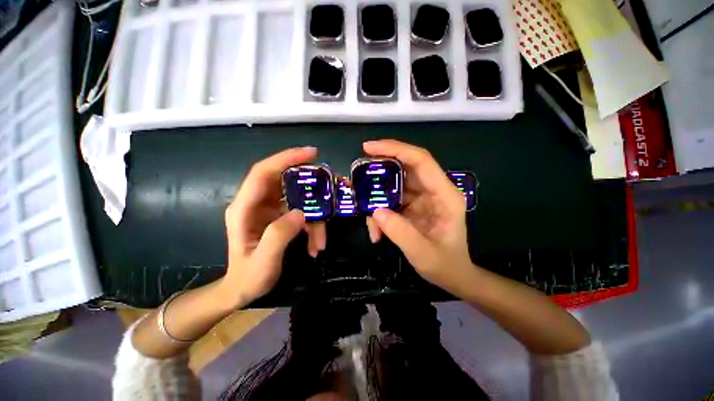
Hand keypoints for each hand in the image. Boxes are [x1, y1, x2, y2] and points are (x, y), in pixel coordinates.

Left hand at [222, 147, 326, 306]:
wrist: (242, 289)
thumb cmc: (248, 277)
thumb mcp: (264, 261)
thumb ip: (279, 235)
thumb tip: (300, 213)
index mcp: (244, 209)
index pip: (263, 173)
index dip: (285, 159)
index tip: (311, 153)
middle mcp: (255, 203)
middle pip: (283, 179)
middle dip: (307, 179)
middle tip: (330, 181)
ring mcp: (268, 209)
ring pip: (296, 199)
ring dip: (314, 216)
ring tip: (321, 240)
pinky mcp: (278, 216)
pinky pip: (300, 212)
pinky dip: (312, 225)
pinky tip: (315, 244)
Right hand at [364, 140, 475, 296]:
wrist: (453, 275)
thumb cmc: (445, 265)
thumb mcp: (423, 254)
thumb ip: (400, 232)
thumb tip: (375, 211)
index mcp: (444, 195)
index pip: (420, 160)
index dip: (395, 149)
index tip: (368, 148)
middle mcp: (434, 190)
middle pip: (406, 166)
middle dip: (381, 166)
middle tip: (359, 171)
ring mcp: (423, 197)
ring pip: (395, 183)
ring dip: (377, 193)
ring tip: (364, 210)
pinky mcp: (414, 205)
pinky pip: (393, 198)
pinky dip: (380, 209)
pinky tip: (375, 229)